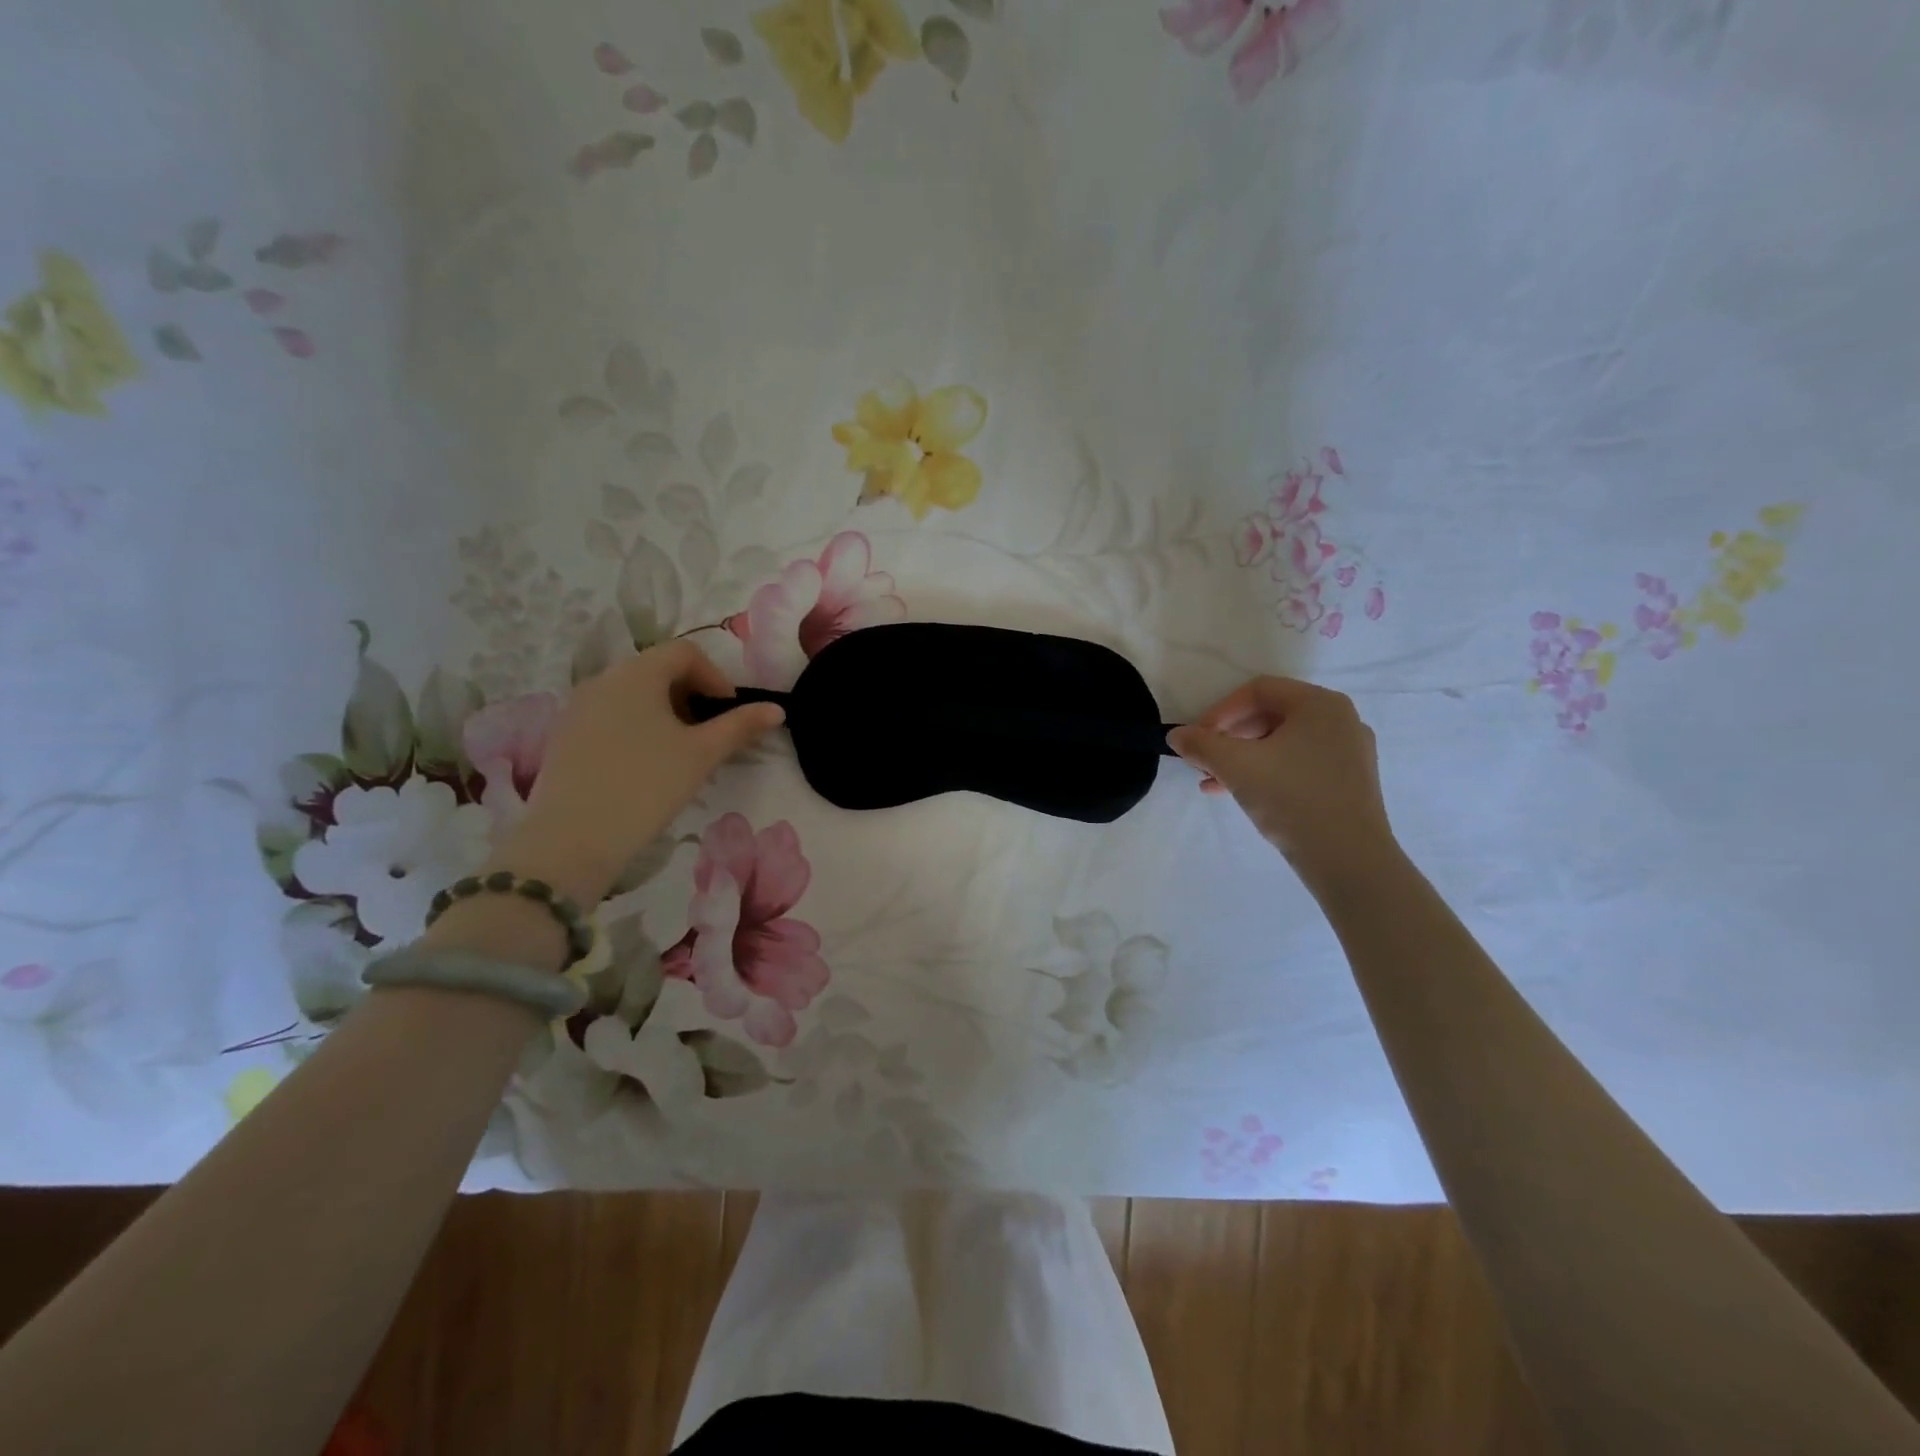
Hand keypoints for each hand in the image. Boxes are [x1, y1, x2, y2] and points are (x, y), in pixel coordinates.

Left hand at [486, 642, 783, 903]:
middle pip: (657, 670)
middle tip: (709, 735)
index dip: (716, 676)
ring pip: (633, 694)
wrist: (572, 839)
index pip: (685, 652)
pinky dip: (637, 727)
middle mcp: (602, 679)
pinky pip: (610, 715)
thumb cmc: (646, 786)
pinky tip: (645, 766)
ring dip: (665, 712)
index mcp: (636, 673)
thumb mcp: (702, 754)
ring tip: (680, 752)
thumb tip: (777, 709)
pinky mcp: (564, 735)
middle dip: (692, 695)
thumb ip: (741, 726)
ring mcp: (577, 707)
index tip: (729, 713)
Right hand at [1167, 676, 1395, 886]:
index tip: (1198, 739)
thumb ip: (1200, 744)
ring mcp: (1349, 752)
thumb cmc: (1291, 798)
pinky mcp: (1350, 782)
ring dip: (1243, 758)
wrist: (1348, 860)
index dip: (1220, 711)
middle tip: (1204, 761)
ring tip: (1214, 782)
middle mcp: (1340, 719)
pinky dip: (1268, 772)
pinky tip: (1242, 795)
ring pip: (1282, 743)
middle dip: (1229, 737)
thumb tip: (1176, 735)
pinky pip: (1299, 764)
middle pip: (1270, 715)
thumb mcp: (1235, 767)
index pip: (1258, 690)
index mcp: (1319, 704)